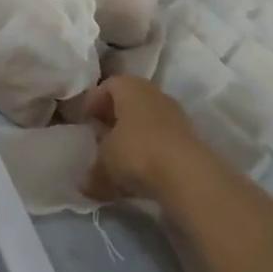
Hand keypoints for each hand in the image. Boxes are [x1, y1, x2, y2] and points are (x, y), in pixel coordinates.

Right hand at [83, 75, 207, 202]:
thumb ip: (93, 172)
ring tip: (120, 163)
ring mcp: (174, 114)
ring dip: (132, 139)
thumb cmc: (136, 152)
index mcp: (129, 86)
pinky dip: (150, 153)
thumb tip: (84, 185)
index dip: (93, 104)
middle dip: (113, 121)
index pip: (106, 86)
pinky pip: (161, 141)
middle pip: (128, 103)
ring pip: (146, 122)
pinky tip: (142, 176)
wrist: (188, 175)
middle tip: (100, 141)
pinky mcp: (188, 138)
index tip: (85, 124)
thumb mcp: (105, 163)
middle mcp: (152, 93)